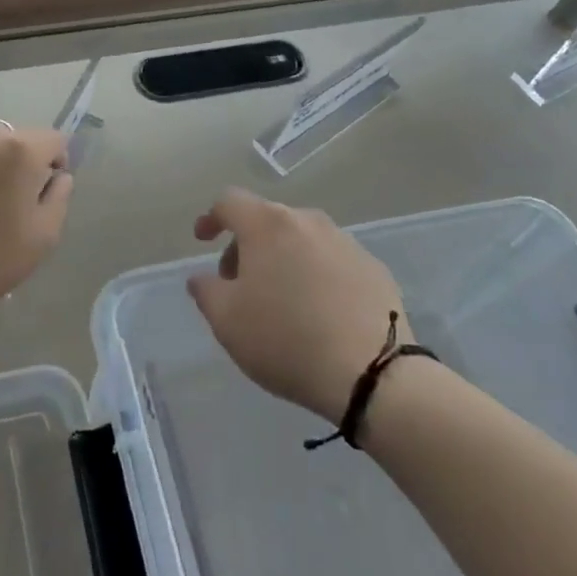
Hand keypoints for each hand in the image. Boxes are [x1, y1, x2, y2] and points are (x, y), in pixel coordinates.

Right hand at [186, 189, 410, 425]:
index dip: (211, 218)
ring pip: (301, 239)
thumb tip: (203, 278)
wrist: (373, 373)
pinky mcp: (373, 267)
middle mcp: (307, 220)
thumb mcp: (227, 321)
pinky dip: (316, 274)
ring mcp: (345, 241)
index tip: (203, 241)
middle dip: (247, 246)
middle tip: (240, 285)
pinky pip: (332, 260)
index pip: (230, 202)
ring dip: (283, 258)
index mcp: (267, 224)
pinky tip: (319, 311)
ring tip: (281, 300)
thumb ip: (206, 290)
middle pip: (266, 220)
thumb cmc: (286, 340)